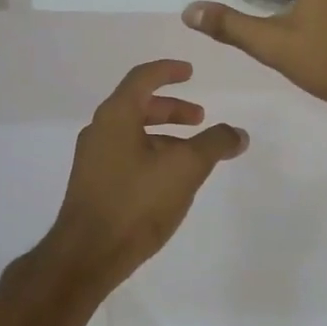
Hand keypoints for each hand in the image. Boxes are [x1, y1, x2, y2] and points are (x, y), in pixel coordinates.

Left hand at [40, 59, 248, 290]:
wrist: (88, 254)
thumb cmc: (136, 201)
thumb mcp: (185, 168)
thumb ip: (214, 144)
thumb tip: (238, 133)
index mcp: (116, 115)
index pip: (143, 78)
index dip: (168, 71)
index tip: (191, 72)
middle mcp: (99, 130)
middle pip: (138, 105)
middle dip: (172, 109)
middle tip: (200, 119)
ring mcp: (93, 159)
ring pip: (133, 133)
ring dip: (164, 135)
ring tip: (192, 155)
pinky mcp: (93, 184)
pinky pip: (126, 155)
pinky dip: (151, 154)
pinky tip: (169, 180)